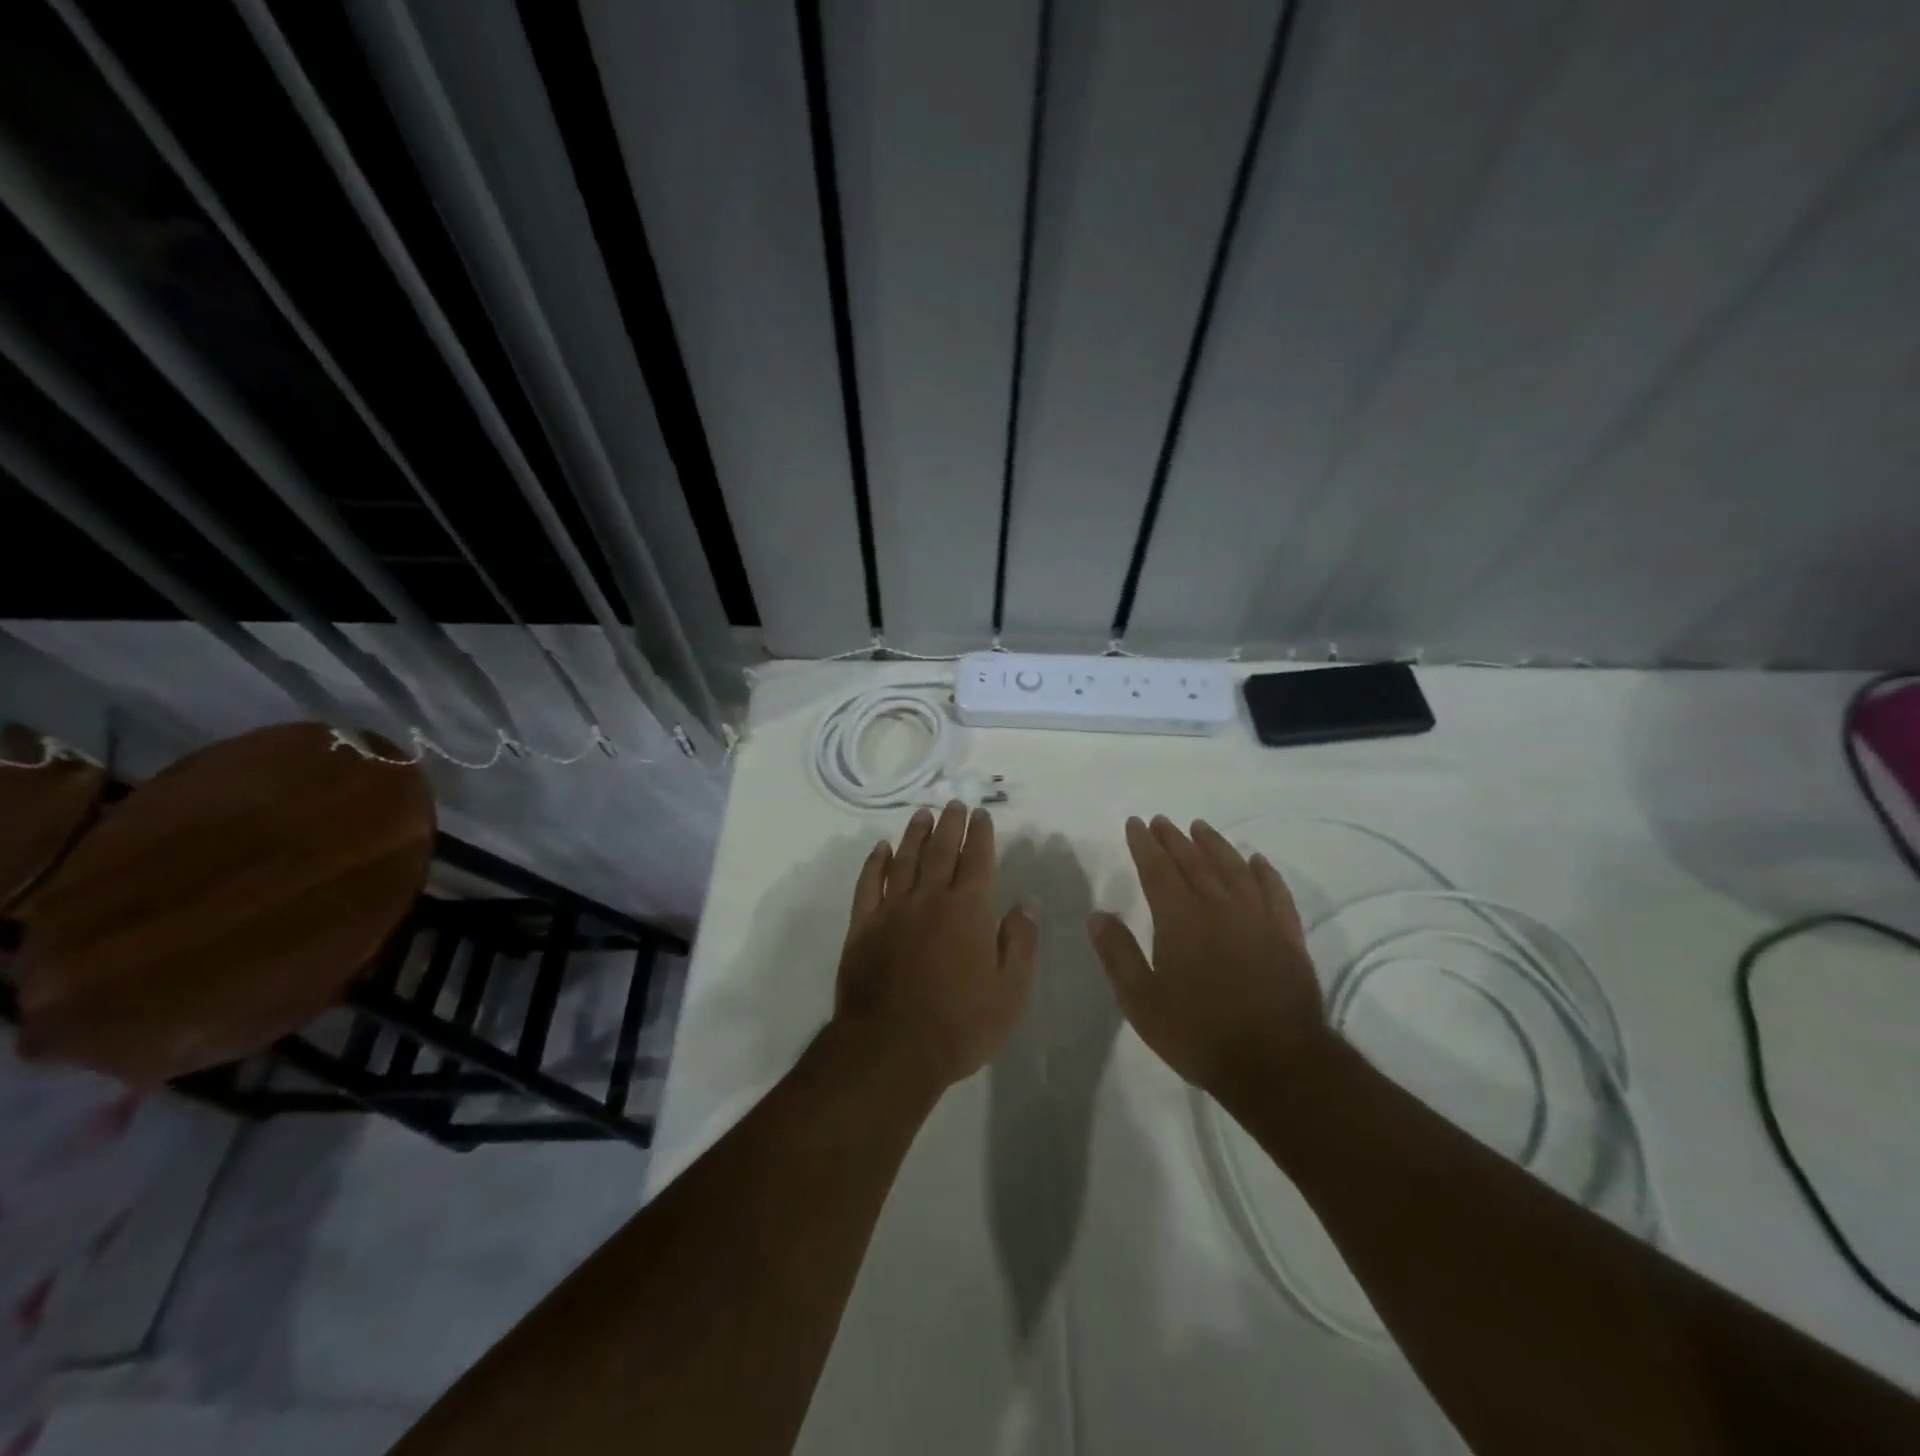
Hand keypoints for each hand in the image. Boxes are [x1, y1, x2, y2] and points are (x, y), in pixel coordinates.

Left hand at [834, 802, 1038, 1090]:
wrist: (890, 1049)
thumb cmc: (960, 1025)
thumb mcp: (1010, 992)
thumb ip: (1020, 943)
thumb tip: (1026, 903)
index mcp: (968, 910)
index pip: (977, 860)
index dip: (981, 835)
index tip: (981, 815)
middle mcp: (929, 899)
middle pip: (941, 851)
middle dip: (950, 824)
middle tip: (954, 803)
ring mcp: (892, 910)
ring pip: (905, 860)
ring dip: (915, 834)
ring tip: (922, 814)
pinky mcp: (862, 927)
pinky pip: (869, 885)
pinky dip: (875, 863)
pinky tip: (881, 850)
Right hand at [1089, 816, 1326, 1099]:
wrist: (1276, 1063)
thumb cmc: (1199, 1033)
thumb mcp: (1142, 1001)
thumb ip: (1118, 954)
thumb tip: (1097, 915)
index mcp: (1181, 919)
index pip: (1158, 869)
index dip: (1145, 844)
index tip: (1136, 823)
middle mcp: (1219, 907)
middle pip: (1194, 861)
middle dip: (1174, 838)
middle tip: (1162, 821)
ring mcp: (1258, 918)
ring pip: (1234, 868)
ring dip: (1215, 845)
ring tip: (1200, 827)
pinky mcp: (1288, 936)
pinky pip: (1275, 892)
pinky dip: (1265, 872)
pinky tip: (1257, 861)